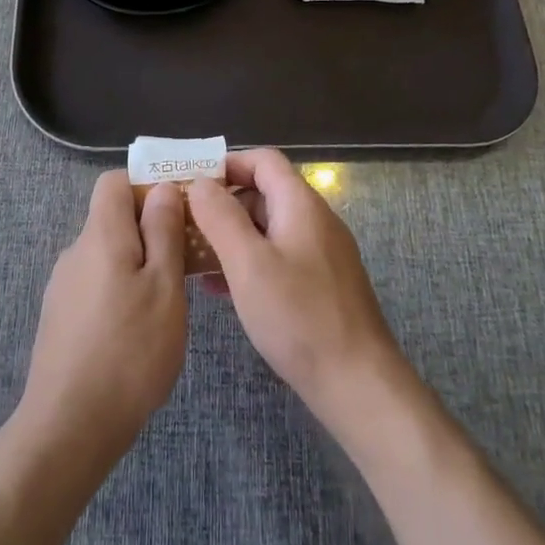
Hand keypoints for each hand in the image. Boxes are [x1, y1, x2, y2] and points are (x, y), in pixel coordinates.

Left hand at [15, 171, 186, 468]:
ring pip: (107, 255)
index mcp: (101, 235)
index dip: (147, 184)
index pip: (115, 181)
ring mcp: (64, 286)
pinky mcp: (60, 318)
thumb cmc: (129, 352)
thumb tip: (162, 187)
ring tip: (168, 301)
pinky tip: (139, 331)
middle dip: (150, 229)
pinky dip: (120, 291)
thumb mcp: (164, 287)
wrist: (68, 427)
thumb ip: (163, 232)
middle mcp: (76, 252)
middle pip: (113, 219)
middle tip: (185, 261)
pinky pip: (96, 284)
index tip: (180, 210)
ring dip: (137, 264)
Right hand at [187, 149, 410, 438]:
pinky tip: (223, 290)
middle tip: (185, 227)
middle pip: (264, 192)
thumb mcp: (248, 263)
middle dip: (223, 204)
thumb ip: (220, 217)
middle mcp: (315, 220)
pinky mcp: (322, 284)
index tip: (191, 185)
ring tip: (195, 260)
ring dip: (232, 237)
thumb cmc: (299, 317)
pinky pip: (279, 257)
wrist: (358, 384)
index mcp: (300, 204)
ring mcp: (322, 253)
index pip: (262, 160)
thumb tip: (200, 182)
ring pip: (269, 228)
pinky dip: (250, 262)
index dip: (226, 165)